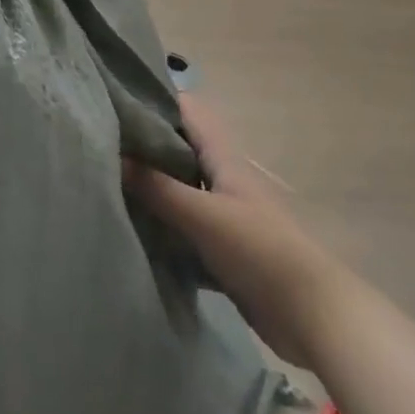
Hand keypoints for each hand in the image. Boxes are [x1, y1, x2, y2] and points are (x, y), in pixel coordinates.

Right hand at [125, 95, 339, 367]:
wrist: (313, 316)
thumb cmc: (259, 250)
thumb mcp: (202, 215)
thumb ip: (157, 187)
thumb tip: (114, 156)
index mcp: (222, 157)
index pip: (186, 110)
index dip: (154, 98)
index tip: (114, 97)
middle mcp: (221, 177)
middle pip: (178, 147)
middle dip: (144, 142)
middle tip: (100, 141)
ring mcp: (224, 213)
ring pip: (179, 187)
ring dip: (150, 185)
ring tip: (106, 180)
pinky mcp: (223, 247)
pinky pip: (184, 226)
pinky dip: (162, 224)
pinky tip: (133, 229)